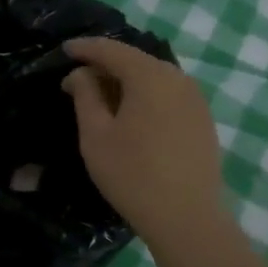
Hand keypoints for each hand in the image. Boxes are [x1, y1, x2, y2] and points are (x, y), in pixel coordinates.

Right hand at [62, 37, 225, 252]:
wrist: (186, 218)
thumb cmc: (132, 174)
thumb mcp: (95, 134)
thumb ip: (85, 95)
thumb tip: (80, 74)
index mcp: (150, 76)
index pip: (112, 50)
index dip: (86, 48)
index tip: (64, 50)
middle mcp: (178, 79)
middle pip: (136, 60)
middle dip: (105, 65)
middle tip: (77, 79)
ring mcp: (195, 99)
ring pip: (153, 78)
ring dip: (126, 82)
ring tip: (101, 97)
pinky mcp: (202, 119)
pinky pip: (168, 94)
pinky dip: (145, 95)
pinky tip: (130, 114)